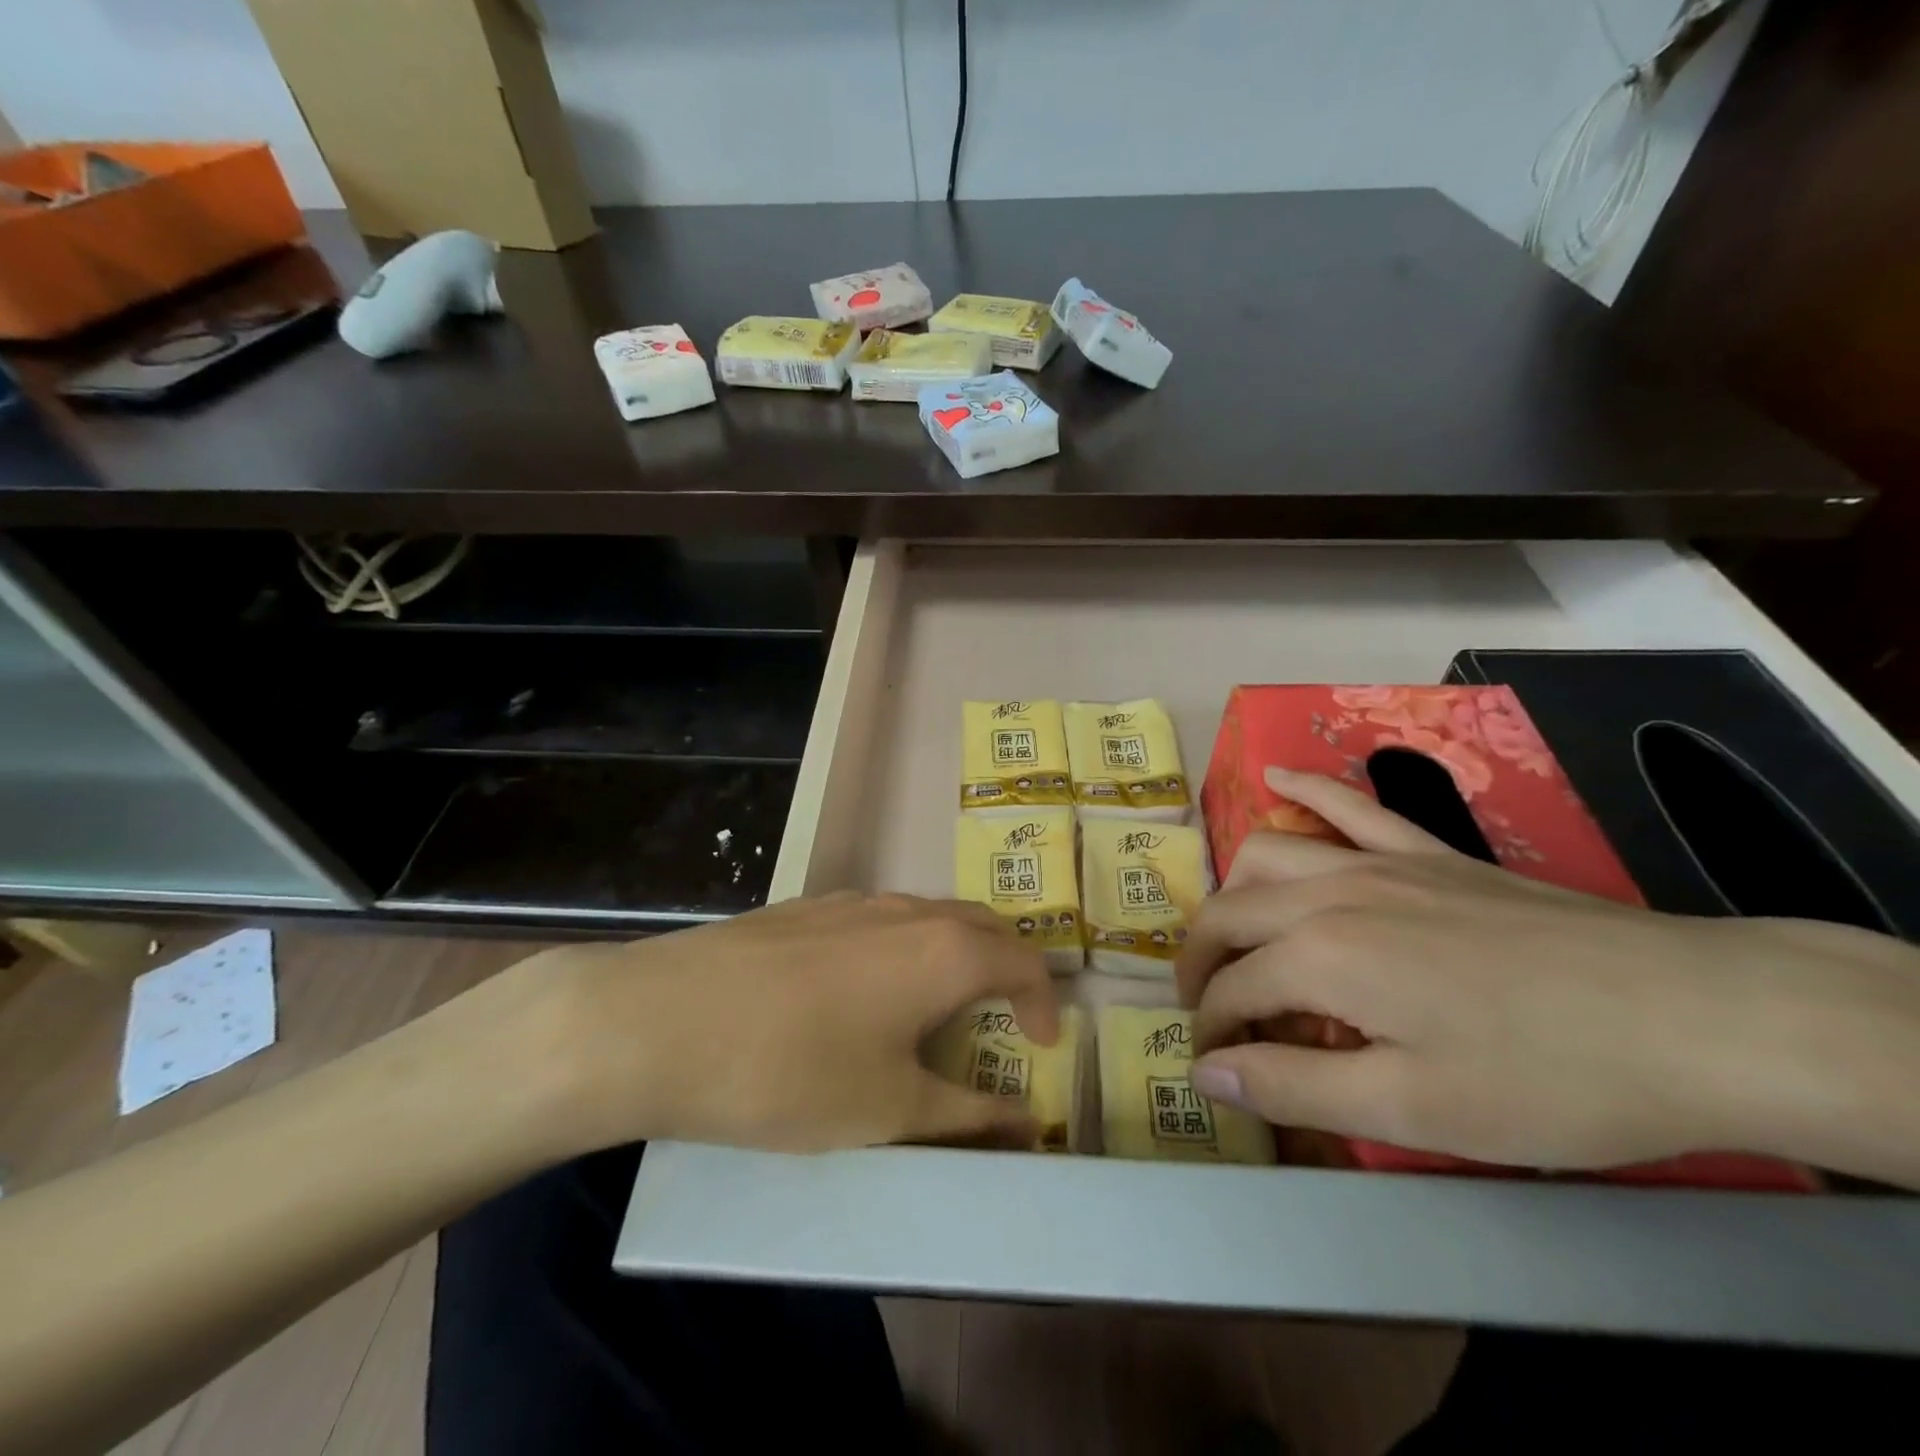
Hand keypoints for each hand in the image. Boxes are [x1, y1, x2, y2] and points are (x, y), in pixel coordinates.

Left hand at [501, 893, 1059, 1156]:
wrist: (659, 1021)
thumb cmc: (791, 1072)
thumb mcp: (890, 1110)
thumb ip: (968, 1115)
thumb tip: (1027, 1124)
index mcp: (944, 950)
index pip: (1024, 961)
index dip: (1045, 1002)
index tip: (1043, 1047)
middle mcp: (908, 910)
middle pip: (982, 925)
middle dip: (1007, 968)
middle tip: (1005, 1018)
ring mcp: (853, 900)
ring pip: (930, 917)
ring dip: (955, 955)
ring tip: (939, 1008)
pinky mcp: (807, 906)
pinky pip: (882, 919)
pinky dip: (906, 949)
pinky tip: (865, 992)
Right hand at [1175, 769, 1919, 1176]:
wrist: (1694, 1016)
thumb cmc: (1545, 1077)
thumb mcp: (1410, 1108)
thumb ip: (1293, 1086)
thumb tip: (1205, 1073)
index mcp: (1319, 956)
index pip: (1233, 990)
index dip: (1211, 1031)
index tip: (1213, 1066)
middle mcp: (1329, 893)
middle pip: (1232, 914)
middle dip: (1201, 962)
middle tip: (1205, 1008)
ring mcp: (1379, 861)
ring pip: (1269, 854)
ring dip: (1234, 892)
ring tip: (1232, 933)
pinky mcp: (1428, 852)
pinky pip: (1350, 805)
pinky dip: (1305, 790)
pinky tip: (1276, 777)